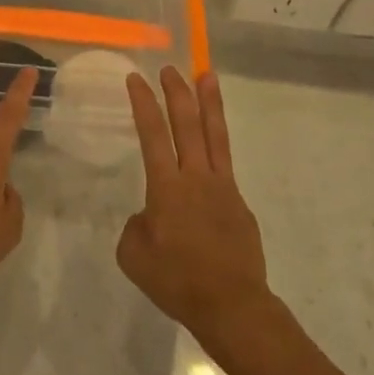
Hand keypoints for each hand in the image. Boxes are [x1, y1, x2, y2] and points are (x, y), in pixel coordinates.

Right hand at [118, 68, 271, 342]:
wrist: (231, 305)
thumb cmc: (176, 281)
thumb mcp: (134, 255)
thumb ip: (136, 225)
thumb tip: (150, 215)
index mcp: (167, 188)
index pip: (152, 134)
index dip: (143, 103)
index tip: (136, 79)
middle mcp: (196, 178)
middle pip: (188, 125)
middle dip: (177, 93)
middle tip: (170, 68)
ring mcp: (223, 188)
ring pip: (215, 135)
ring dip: (209, 103)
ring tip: (207, 76)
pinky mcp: (239, 202)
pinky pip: (225, 165)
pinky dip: (216, 146)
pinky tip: (209, 148)